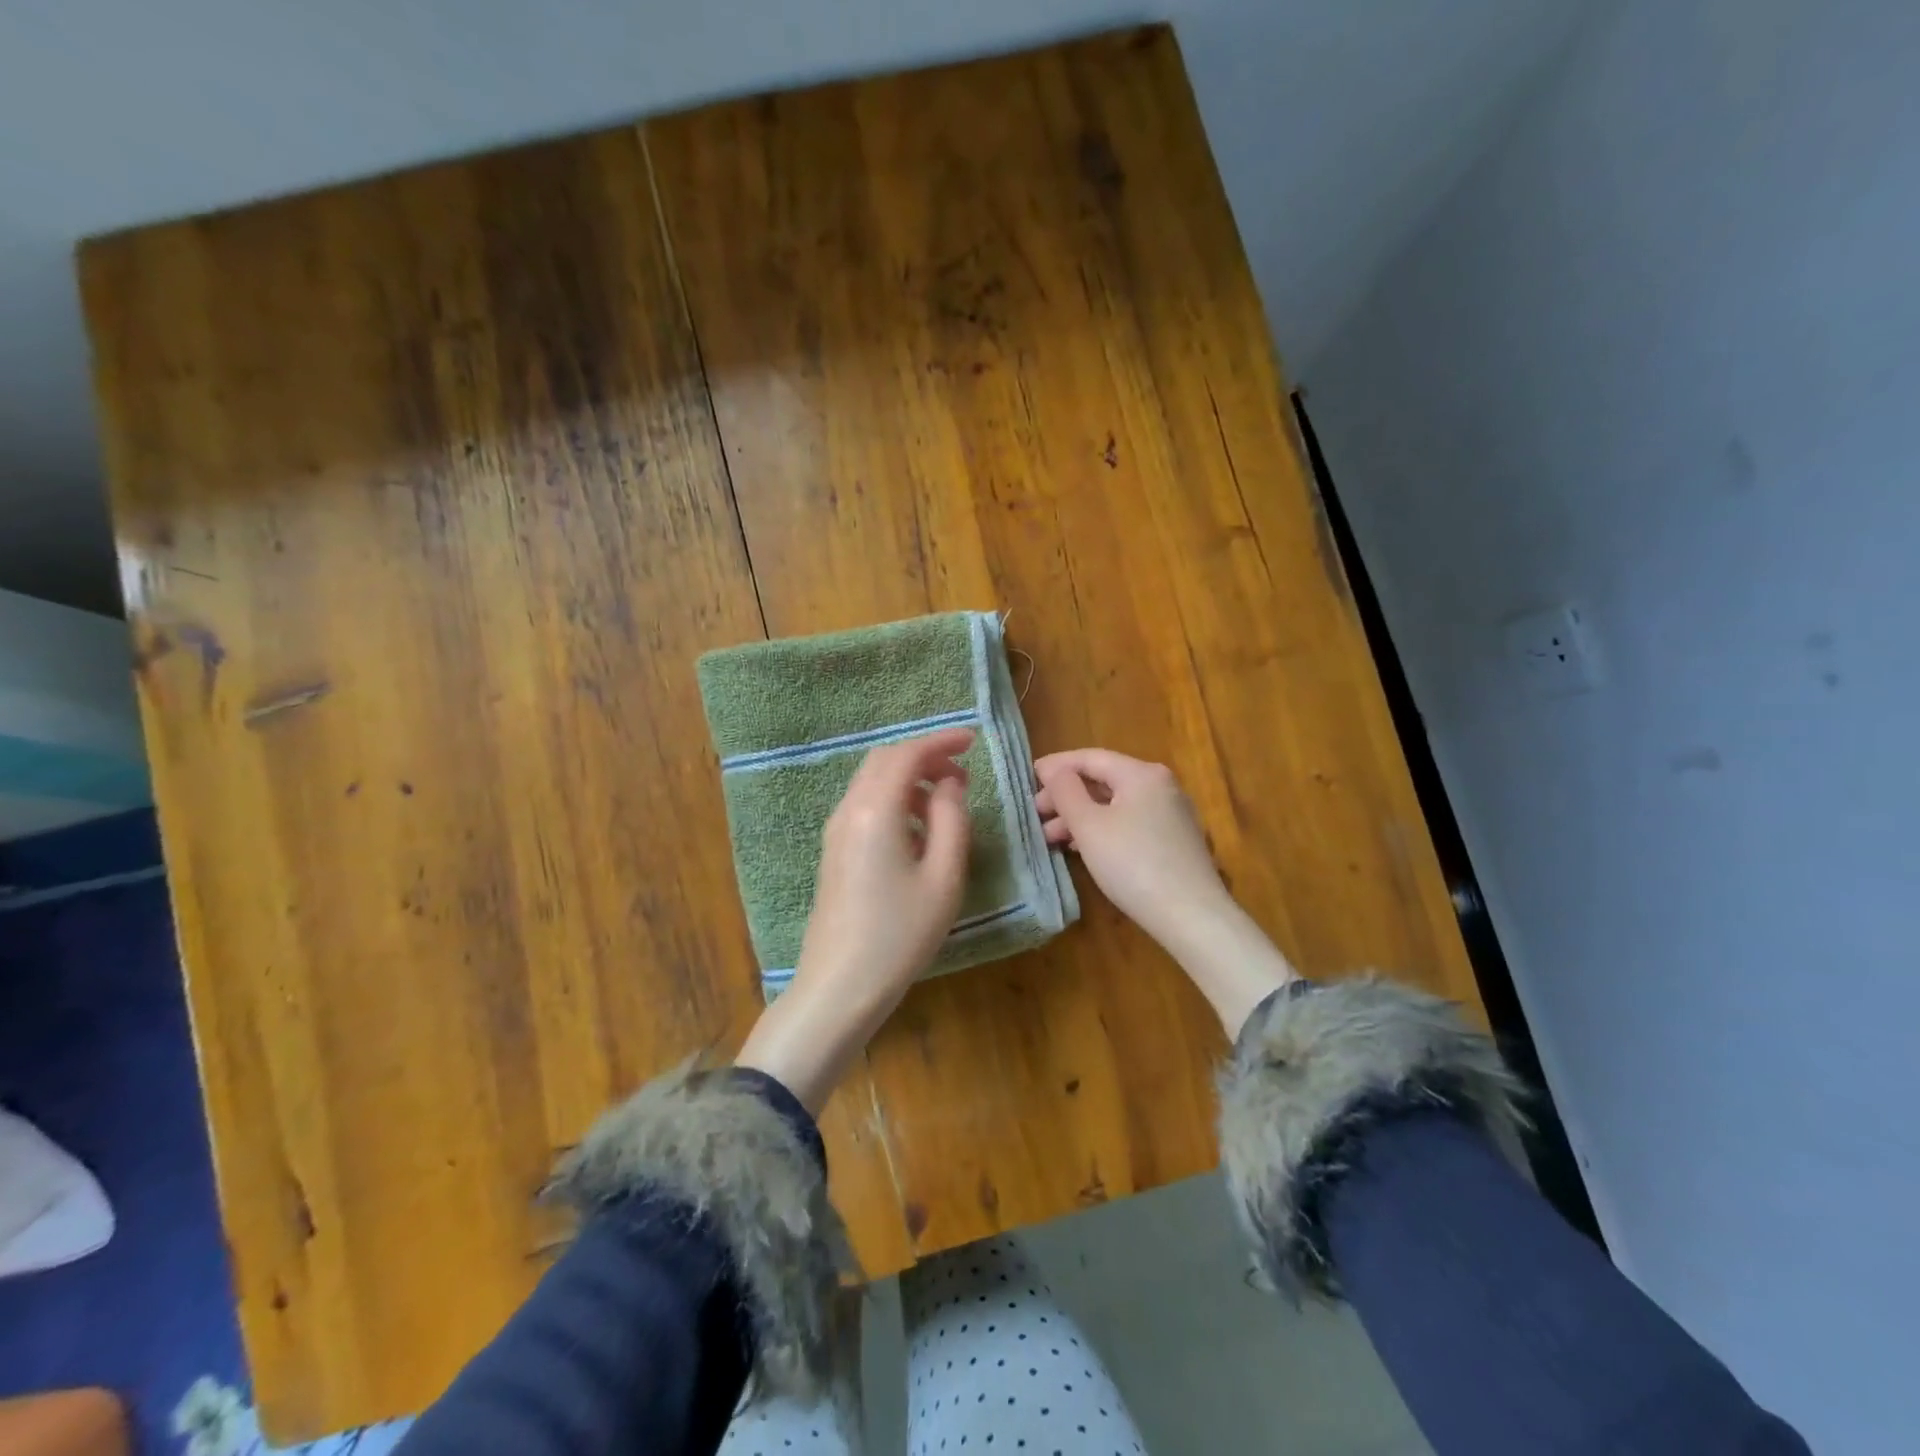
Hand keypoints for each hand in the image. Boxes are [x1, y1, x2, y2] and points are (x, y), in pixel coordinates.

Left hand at [737, 727, 973, 1109]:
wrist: (840, 985)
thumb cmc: (900, 933)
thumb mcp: (943, 876)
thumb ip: (951, 819)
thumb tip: (949, 784)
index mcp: (875, 810)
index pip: (907, 755)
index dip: (940, 742)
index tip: (972, 741)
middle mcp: (849, 811)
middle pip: (884, 761)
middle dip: (924, 757)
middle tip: (961, 774)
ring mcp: (835, 832)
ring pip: (872, 783)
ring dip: (909, 780)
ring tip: (946, 803)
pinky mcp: (834, 852)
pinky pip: (864, 807)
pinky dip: (894, 801)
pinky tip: (917, 832)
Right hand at [1033, 748, 1230, 943]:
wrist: (1191, 916)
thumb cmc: (1132, 863)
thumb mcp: (1089, 826)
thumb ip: (1065, 791)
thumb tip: (1053, 770)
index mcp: (1141, 774)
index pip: (1090, 758)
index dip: (1056, 766)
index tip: (1028, 777)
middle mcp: (1161, 786)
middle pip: (1104, 780)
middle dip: (1066, 796)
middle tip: (1036, 814)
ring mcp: (1171, 814)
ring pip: (1115, 804)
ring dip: (1080, 816)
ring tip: (1050, 837)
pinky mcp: (1174, 841)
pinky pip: (1129, 823)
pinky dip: (1101, 829)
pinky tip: (1081, 848)